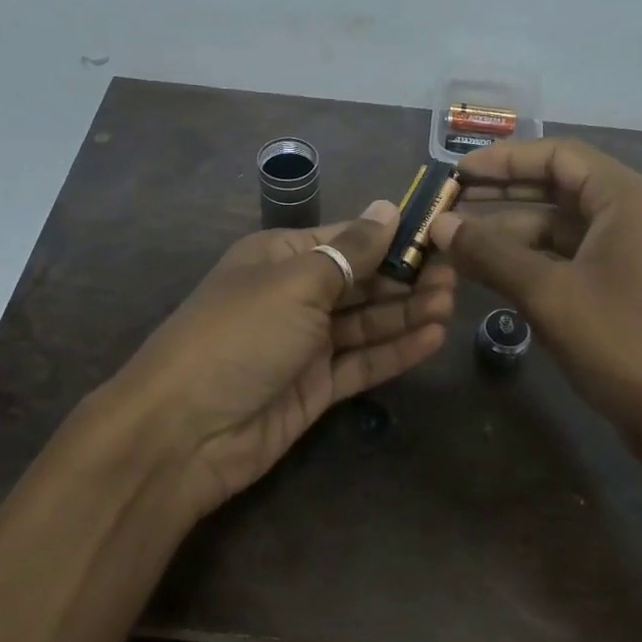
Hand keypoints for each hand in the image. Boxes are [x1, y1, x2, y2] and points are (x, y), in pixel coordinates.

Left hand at [111, 200, 455, 519]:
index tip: (440, 232)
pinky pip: (363, 362)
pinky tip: (434, 338)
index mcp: (280, 258)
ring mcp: (305, 344)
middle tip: (457, 274)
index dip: (392, 235)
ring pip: (367, 322)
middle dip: (407, 276)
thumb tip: (388, 208)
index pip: (347, 238)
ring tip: (452, 302)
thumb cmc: (240, 336)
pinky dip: (396, 350)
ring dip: (408, 312)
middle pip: (361, 281)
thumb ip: (350, 252)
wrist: (184, 433)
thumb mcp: (297, 283)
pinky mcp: (316, 387)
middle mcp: (295, 296)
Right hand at [427, 139, 641, 446]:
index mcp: (625, 198)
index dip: (503, 159)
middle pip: (557, 188)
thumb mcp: (549, 294)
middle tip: (449, 204)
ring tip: (456, 244)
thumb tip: (439, 225)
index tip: (456, 173)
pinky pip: (568, 260)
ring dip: (510, 234)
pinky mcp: (623, 289)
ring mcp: (629, 254)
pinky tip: (490, 274)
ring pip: (559, 229)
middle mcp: (631, 215)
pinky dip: (530, 263)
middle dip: (501, 195)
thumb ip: (491, 253)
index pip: (558, 155)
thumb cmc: (625, 343)